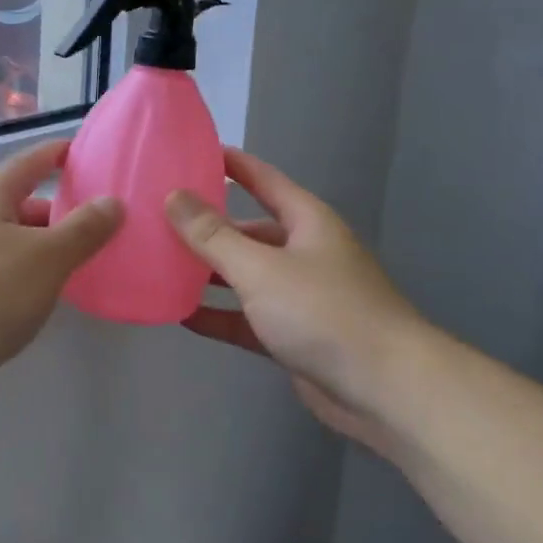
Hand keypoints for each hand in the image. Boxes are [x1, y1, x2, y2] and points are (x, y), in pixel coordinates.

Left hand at [0, 139, 122, 418]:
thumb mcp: (45, 258)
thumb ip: (83, 230)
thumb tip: (113, 201)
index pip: (30, 161)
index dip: (58, 153)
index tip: (88, 151)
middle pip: (22, 204)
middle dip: (60, 211)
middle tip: (102, 221)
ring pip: (13, 243)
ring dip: (45, 249)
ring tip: (85, 263)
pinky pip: (3, 275)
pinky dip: (28, 278)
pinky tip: (47, 299)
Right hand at [166, 149, 435, 447]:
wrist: (385, 390)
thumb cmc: (324, 312)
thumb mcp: (260, 268)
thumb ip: (213, 235)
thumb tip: (174, 196)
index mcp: (306, 221)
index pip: (262, 178)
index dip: (229, 163)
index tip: (188, 152)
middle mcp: (303, 252)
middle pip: (248, 230)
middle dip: (207, 226)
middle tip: (158, 218)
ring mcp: (299, 296)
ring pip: (244, 276)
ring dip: (208, 273)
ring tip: (158, 264)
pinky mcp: (292, 336)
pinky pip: (246, 318)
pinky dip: (218, 315)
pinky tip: (180, 315)